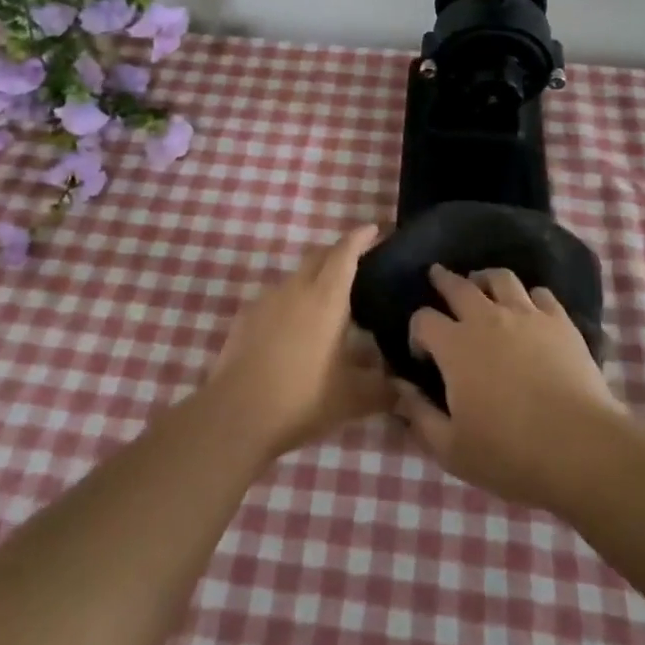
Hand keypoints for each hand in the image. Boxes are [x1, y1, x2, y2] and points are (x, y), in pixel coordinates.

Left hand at [207, 225, 393, 462]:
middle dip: (339, 252)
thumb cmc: (302, 398)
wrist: (236, 415)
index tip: (374, 229)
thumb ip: (384, 389)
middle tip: (358, 263)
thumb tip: (407, 390)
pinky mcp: (246, 317)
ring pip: (297, 276)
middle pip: (319, 256)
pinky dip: (292, 302)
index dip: (361, 238)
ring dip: (314, 278)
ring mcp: (267, 300)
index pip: (345, 253)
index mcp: (326, 297)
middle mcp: (296, 288)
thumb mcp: (353, 399)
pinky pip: (276, 298)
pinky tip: (296, 329)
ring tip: (329, 302)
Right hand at [393, 265, 621, 509]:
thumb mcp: (452, 449)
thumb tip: (399, 388)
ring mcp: (526, 315)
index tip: (422, 353)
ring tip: (483, 286)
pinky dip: (529, 297)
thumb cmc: (509, 454)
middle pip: (458, 285)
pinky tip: (529, 309)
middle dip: (443, 280)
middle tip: (437, 277)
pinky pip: (540, 294)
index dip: (417, 331)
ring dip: (485, 279)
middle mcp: (486, 318)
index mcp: (455, 346)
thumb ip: (419, 416)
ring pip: (500, 278)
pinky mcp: (560, 321)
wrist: (580, 449)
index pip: (423, 319)